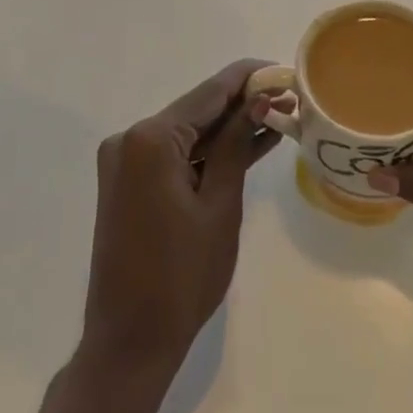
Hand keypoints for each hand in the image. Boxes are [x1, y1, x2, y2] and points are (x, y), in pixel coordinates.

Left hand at [80, 59, 278, 376]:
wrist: (129, 343)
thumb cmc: (181, 277)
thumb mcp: (219, 205)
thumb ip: (236, 145)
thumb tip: (258, 99)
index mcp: (150, 139)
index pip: (209, 93)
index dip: (248, 78)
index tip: (282, 69)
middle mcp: (130, 139)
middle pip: (197, 110)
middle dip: (242, 105)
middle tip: (288, 99)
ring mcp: (124, 161)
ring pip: (188, 133)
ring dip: (227, 131)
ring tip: (278, 119)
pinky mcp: (127, 182)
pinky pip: (174, 155)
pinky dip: (207, 154)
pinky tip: (246, 146)